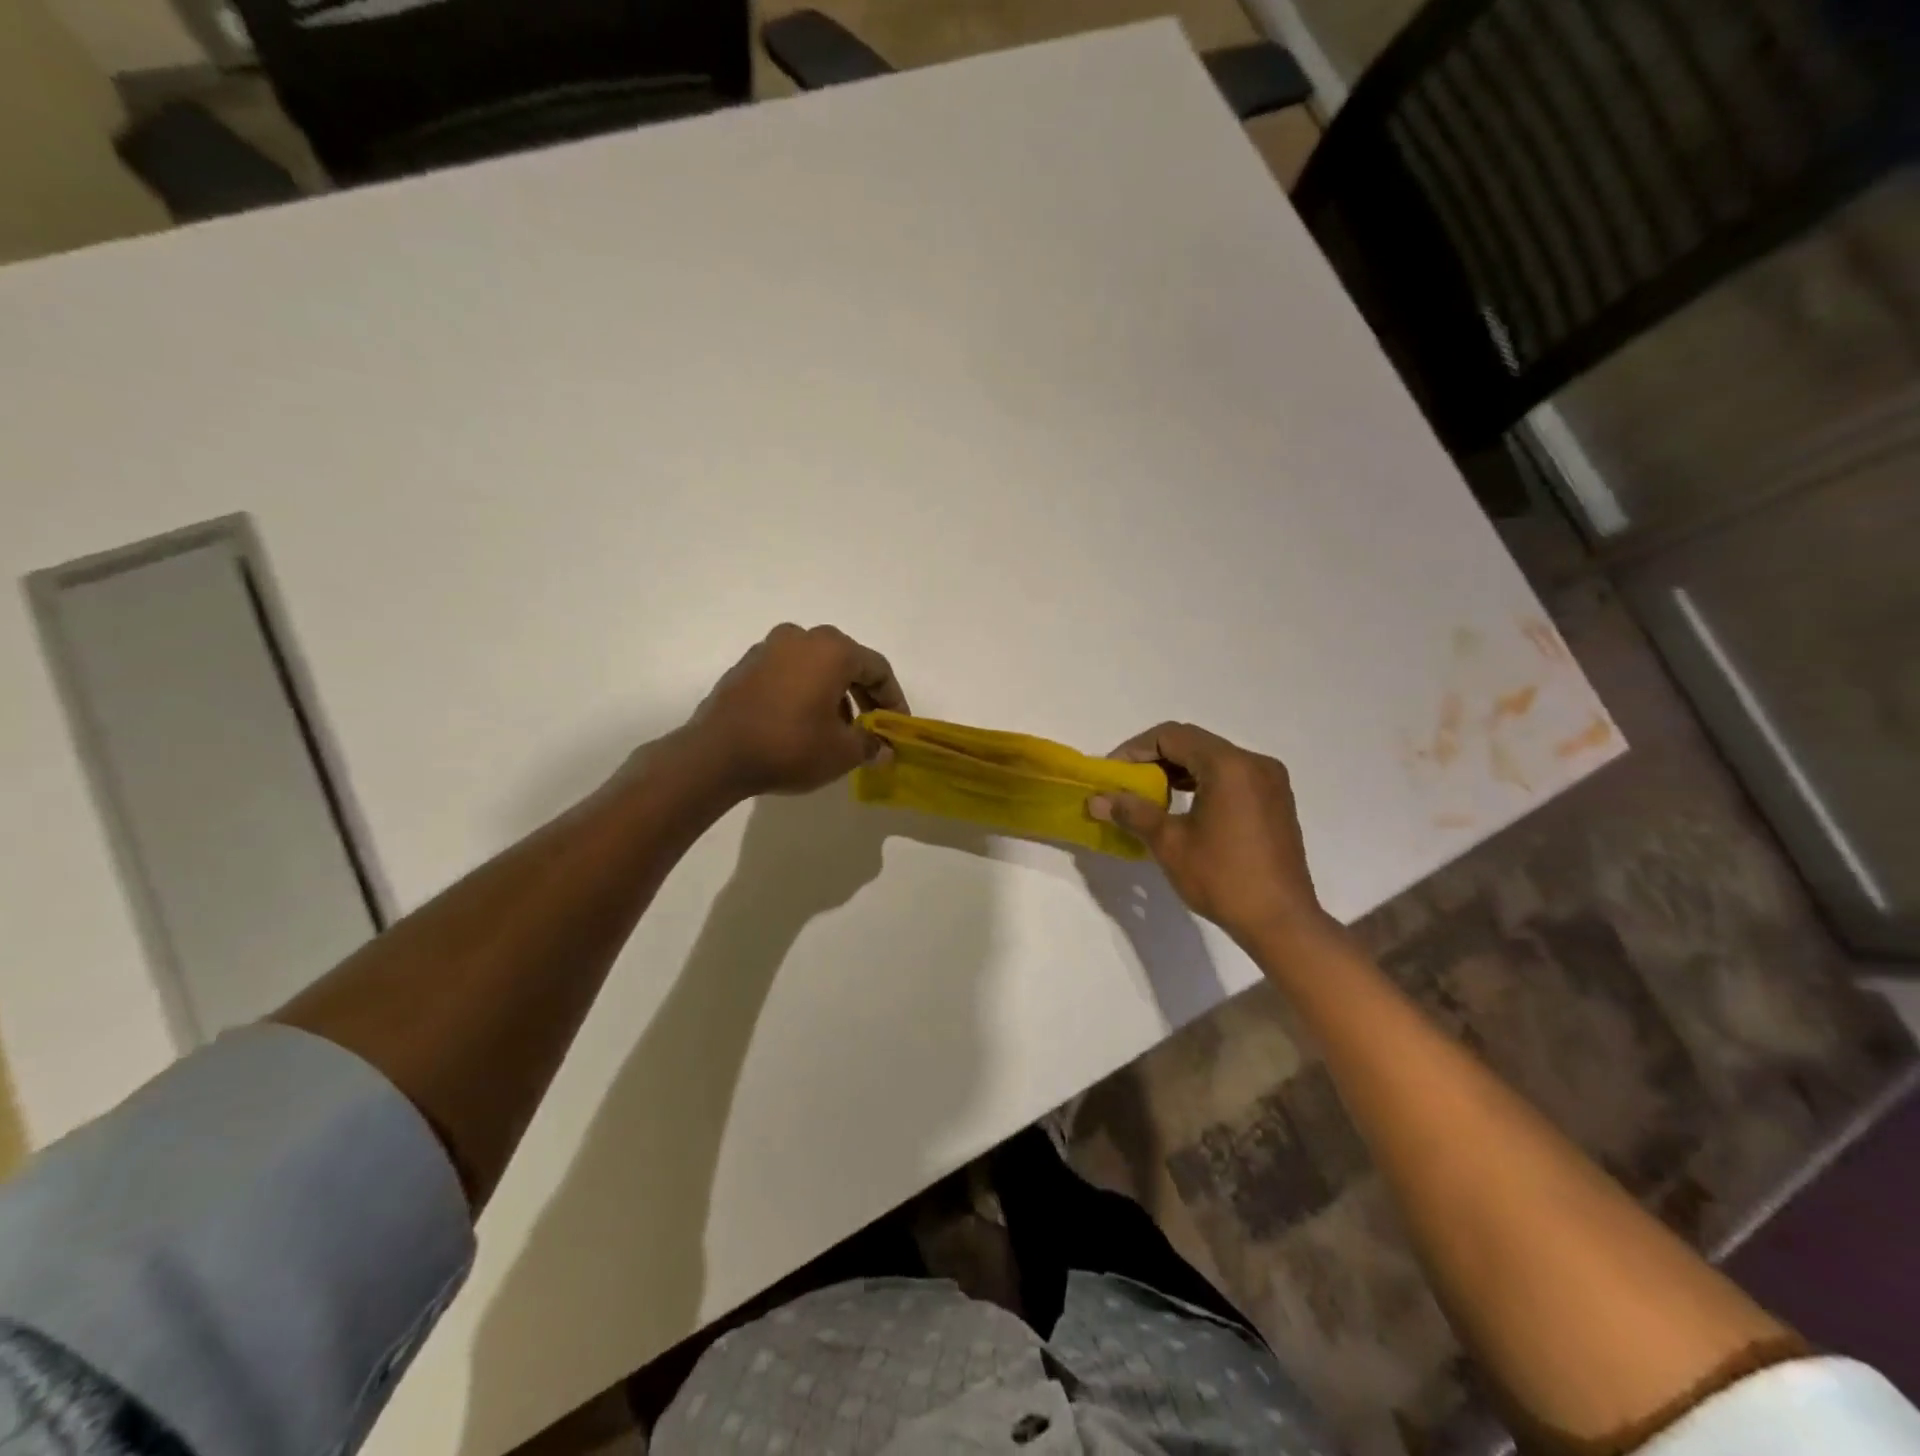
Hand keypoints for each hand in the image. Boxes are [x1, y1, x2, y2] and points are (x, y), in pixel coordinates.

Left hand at [687, 624, 907, 797]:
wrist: (716, 755)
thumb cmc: (790, 746)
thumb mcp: (842, 752)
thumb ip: (870, 745)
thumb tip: (883, 749)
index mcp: (832, 650)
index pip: (877, 668)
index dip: (893, 699)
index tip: (896, 727)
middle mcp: (801, 638)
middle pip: (846, 661)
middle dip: (863, 694)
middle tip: (870, 725)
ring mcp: (768, 648)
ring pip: (815, 666)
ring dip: (832, 692)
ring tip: (836, 728)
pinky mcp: (745, 666)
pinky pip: (788, 673)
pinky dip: (804, 691)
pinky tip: (802, 722)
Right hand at [1088, 722, 1332, 950]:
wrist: (1281, 921)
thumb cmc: (1222, 878)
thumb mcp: (1169, 843)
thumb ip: (1132, 812)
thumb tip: (1096, 800)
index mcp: (1228, 765)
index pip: (1172, 736)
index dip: (1135, 749)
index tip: (1113, 774)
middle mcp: (1254, 763)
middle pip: (1194, 743)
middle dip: (1155, 759)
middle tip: (1127, 784)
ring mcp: (1270, 781)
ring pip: (1213, 759)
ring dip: (1179, 770)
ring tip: (1151, 797)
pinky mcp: (1276, 800)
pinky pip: (1232, 776)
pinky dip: (1203, 782)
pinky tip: (1184, 807)